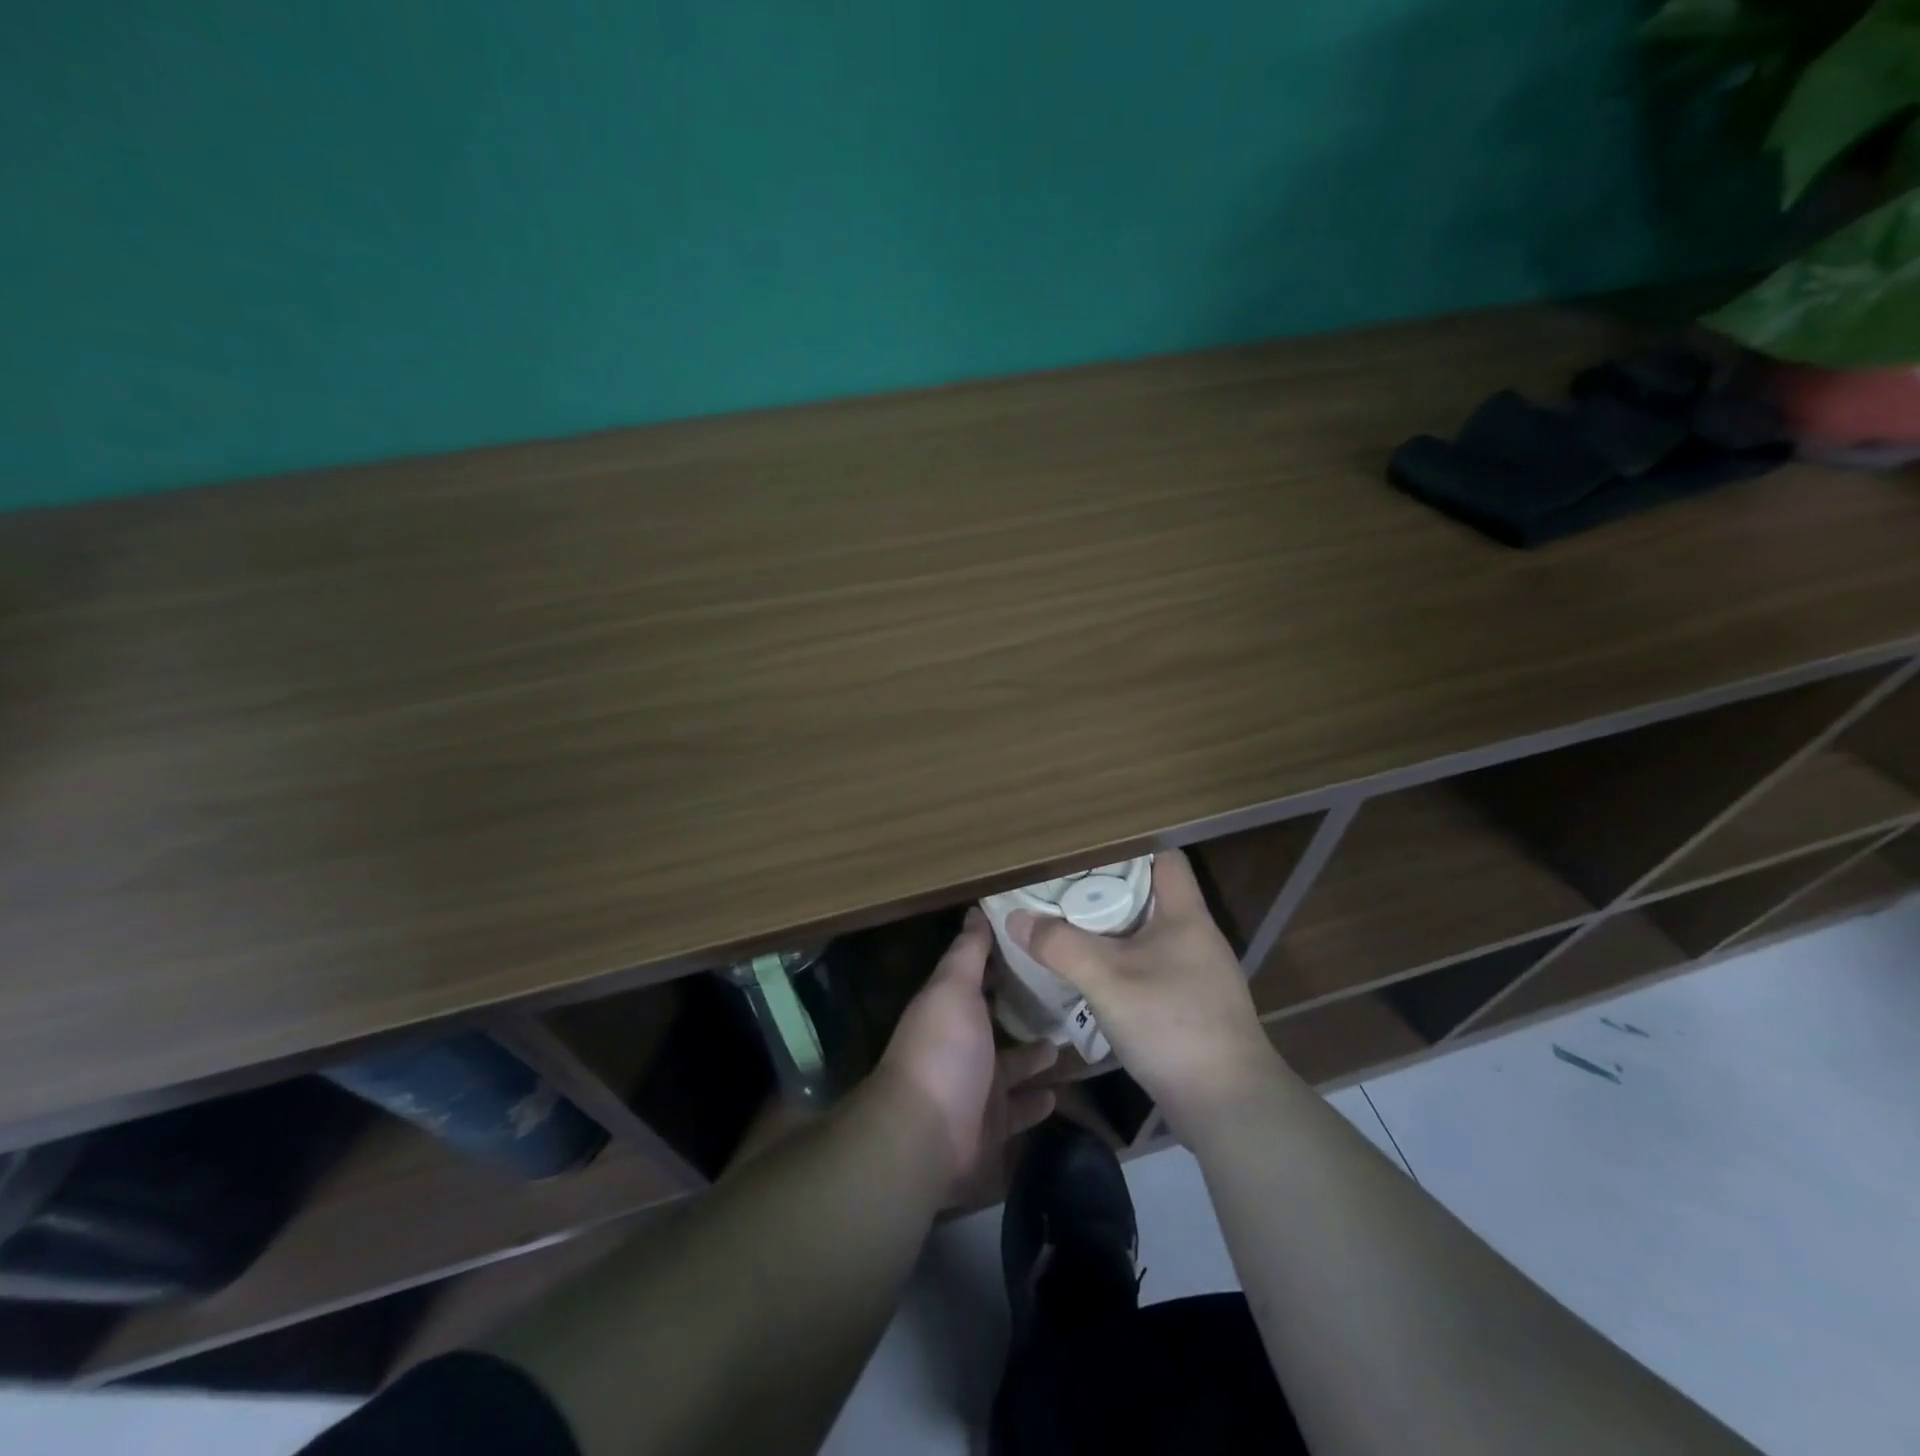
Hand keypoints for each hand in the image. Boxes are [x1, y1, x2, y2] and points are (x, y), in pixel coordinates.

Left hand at [877, 908, 1058, 1193]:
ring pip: (1012, 1068)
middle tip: (1067, 995)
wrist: (926, 1138)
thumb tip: (975, 910)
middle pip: (996, 1024)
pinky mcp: (992, 1128)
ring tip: (1071, 1039)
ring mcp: (976, 1089)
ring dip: (1035, 1056)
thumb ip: (968, 952)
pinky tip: (1060, 1090)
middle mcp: (961, 1047)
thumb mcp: (954, 989)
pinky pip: (1019, 1110)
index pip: (977, 979)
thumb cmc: (942, 1051)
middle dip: (1024, 1011)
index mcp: (949, 1011)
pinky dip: (1037, 1101)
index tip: (1037, 945)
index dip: (1001, 962)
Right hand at [1006, 849, 1280, 1139]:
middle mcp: (1196, 937)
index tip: (1085, 853)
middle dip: (1107, 891)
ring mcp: (1198, 974)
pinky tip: (1094, 978)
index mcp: (1186, 915)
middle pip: (1151, 895)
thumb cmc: (1172, 1025)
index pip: (1165, 858)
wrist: (1228, 1105)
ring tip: (1069, 929)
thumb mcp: (1107, 980)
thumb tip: (1016, 918)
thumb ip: (1060, 945)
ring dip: (1112, 931)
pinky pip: (1152, 967)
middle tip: (1063, 891)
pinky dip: (1123, 964)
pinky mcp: (1192, 1006)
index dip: (1128, 848)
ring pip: (1148, 935)